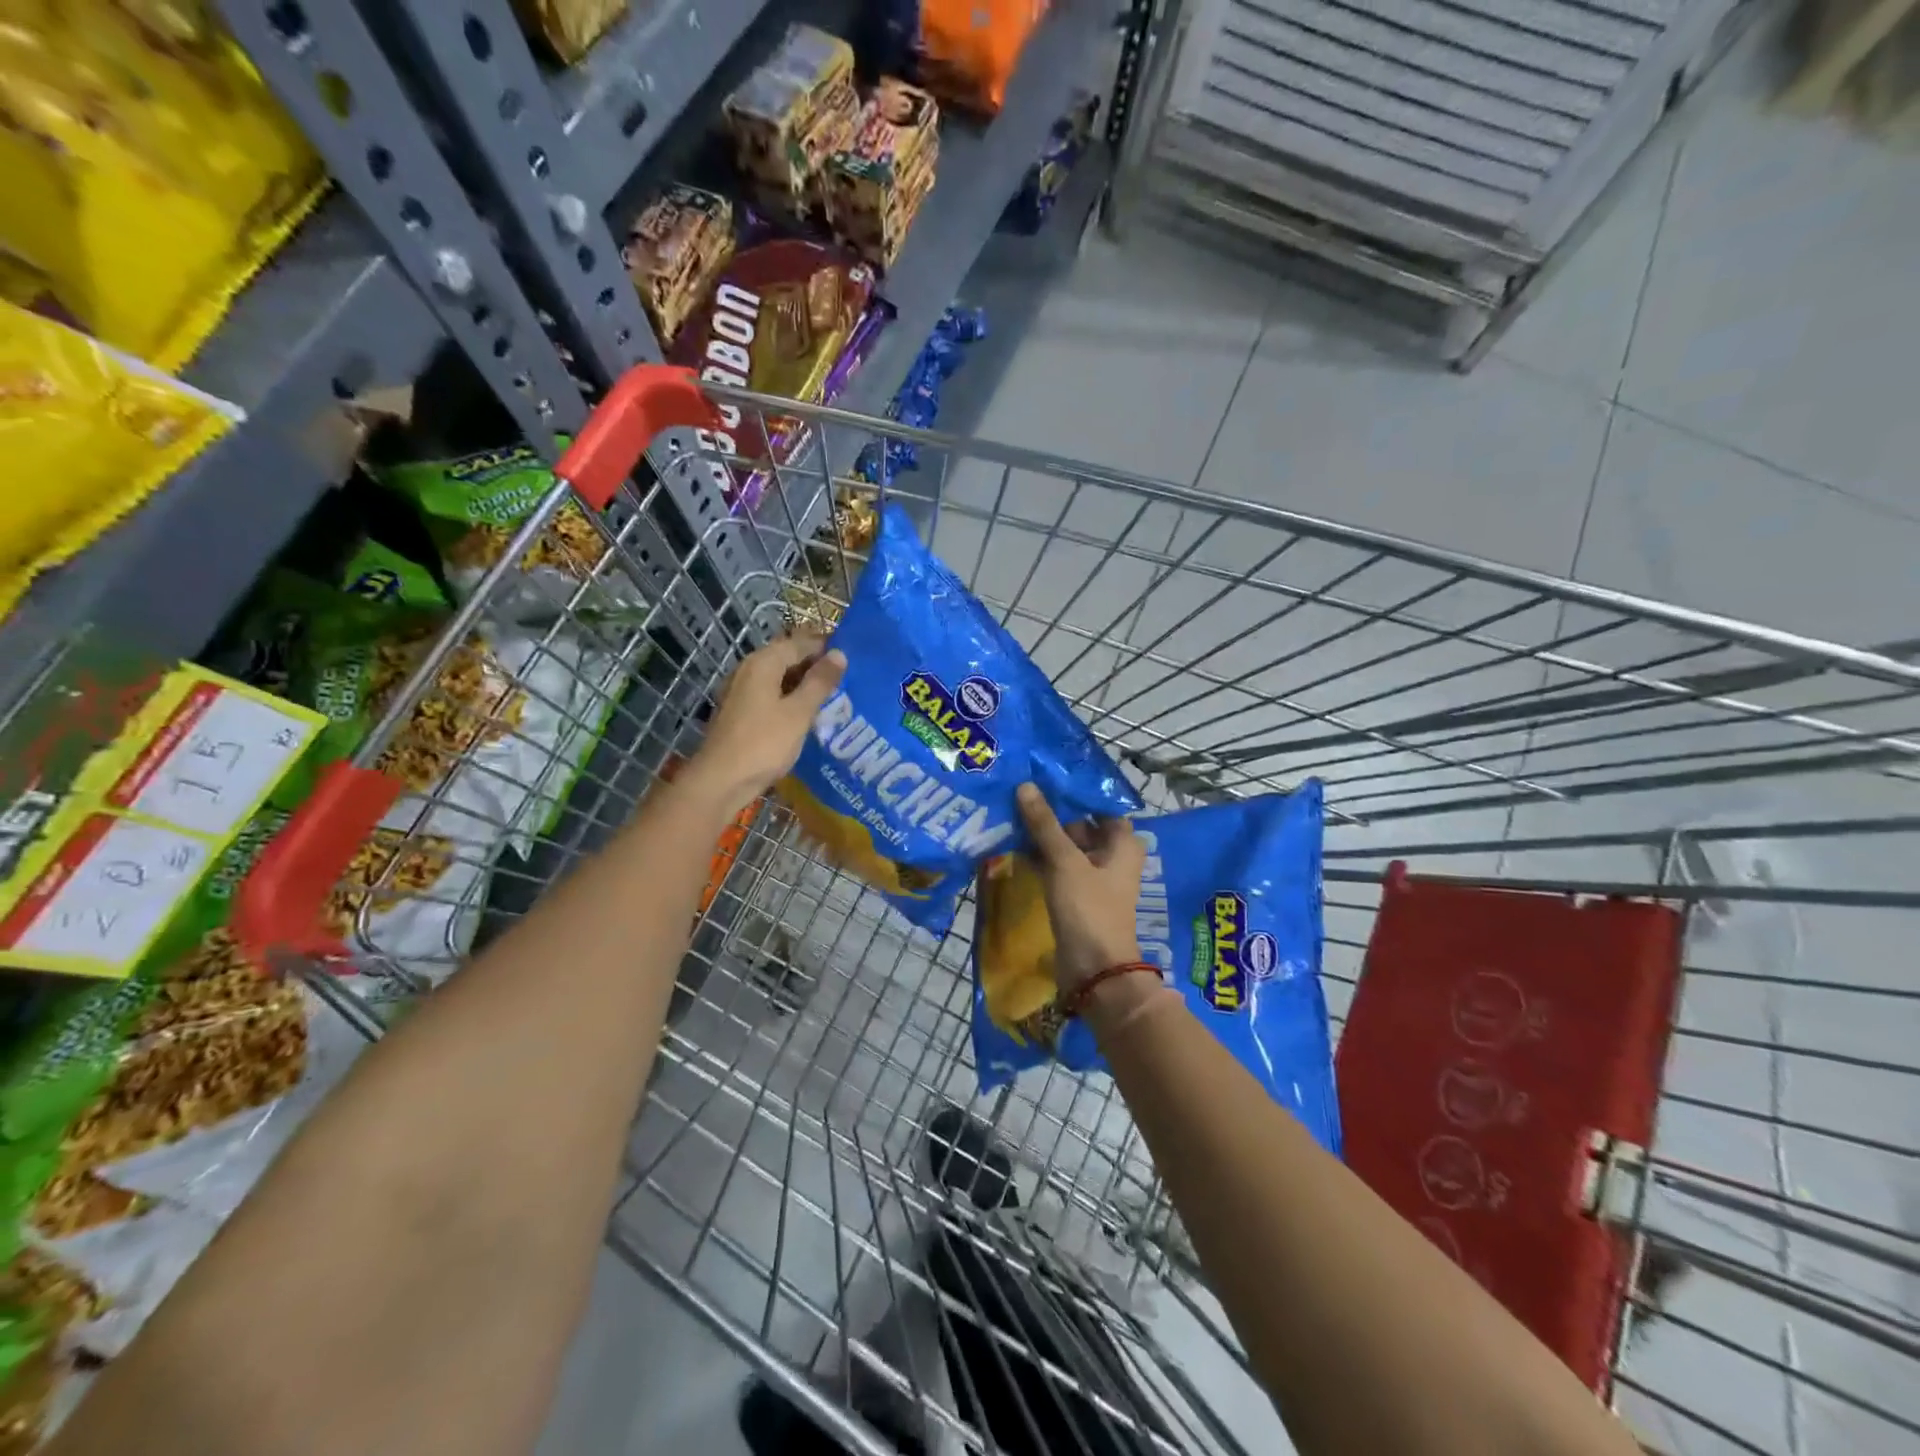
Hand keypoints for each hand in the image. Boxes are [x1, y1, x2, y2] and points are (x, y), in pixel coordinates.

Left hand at [683, 635, 845, 814]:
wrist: (721, 781)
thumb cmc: (764, 744)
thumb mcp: (799, 712)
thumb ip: (820, 682)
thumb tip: (840, 654)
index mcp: (763, 663)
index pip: (800, 643)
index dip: (826, 648)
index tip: (853, 658)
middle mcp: (748, 669)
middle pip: (787, 658)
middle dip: (816, 666)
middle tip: (847, 679)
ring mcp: (741, 691)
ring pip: (779, 677)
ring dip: (804, 684)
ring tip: (833, 696)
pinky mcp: (739, 711)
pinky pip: (770, 694)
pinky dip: (790, 698)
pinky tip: (807, 714)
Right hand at [1016, 784, 1145, 994]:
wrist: (1094, 970)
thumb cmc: (1088, 909)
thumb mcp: (1064, 861)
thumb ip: (1044, 824)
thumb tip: (1025, 786)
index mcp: (1122, 842)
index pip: (1099, 804)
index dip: (1074, 789)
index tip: (1044, 773)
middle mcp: (1112, 855)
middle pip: (1081, 823)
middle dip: (1052, 811)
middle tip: (1019, 789)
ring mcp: (1093, 876)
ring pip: (1066, 845)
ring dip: (1043, 834)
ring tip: (1010, 811)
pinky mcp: (1076, 894)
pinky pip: (1057, 866)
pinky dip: (1040, 855)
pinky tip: (1014, 843)